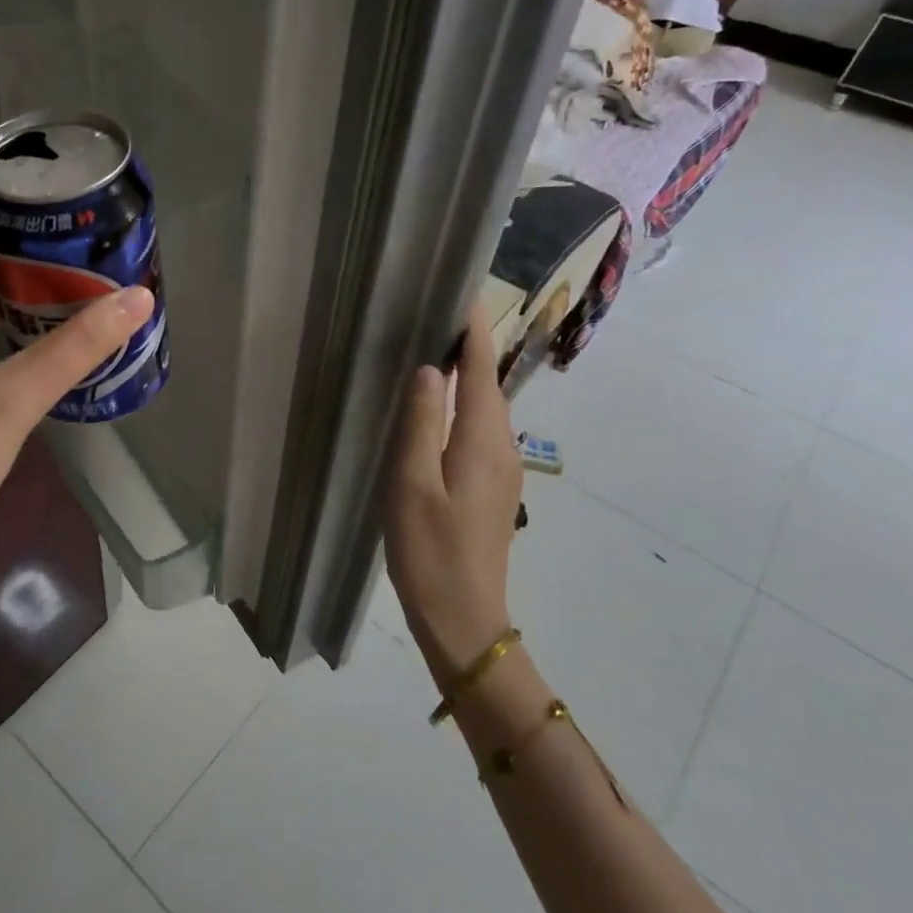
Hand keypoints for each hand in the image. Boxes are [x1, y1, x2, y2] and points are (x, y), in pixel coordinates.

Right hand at [384, 298, 523, 685]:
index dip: (473, 331)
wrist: (463, 619)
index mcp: (482, 441)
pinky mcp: (491, 488)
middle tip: (436, 314)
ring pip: (486, 409)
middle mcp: (501, 448)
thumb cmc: (429, 551)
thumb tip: (429, 369)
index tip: (463, 292)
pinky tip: (440, 410)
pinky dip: (465, 406)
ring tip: (435, 350)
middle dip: (470, 346)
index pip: (481, 370)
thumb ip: (421, 423)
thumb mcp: (411, 484)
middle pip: (488, 385)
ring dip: (468, 376)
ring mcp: (501, 471)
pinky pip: (480, 431)